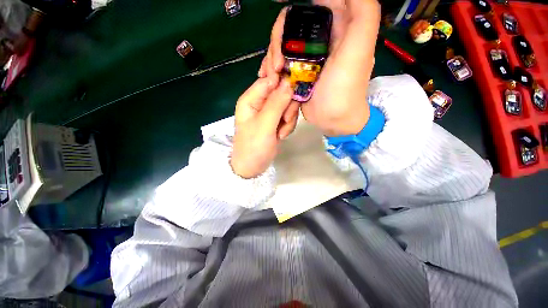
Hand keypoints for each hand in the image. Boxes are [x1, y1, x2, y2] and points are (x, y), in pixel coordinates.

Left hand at [231, 76, 298, 178]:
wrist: (253, 167)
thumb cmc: (253, 147)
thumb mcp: (264, 125)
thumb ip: (276, 103)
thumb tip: (289, 81)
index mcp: (251, 99)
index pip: (269, 78)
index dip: (283, 80)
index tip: (294, 90)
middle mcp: (260, 102)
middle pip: (282, 91)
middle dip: (287, 107)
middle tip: (285, 120)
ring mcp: (270, 112)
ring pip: (288, 104)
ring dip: (289, 118)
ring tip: (280, 133)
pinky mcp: (277, 120)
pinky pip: (289, 115)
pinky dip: (288, 126)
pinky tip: (281, 136)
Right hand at [259, 0, 380, 135]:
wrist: (334, 119)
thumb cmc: (346, 87)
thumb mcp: (360, 47)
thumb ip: (363, 11)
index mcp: (334, 27)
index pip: (309, 7)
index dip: (291, 14)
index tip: (278, 20)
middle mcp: (318, 40)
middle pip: (289, 27)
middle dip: (277, 42)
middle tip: (277, 65)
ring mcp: (305, 58)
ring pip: (281, 46)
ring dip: (271, 58)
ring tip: (272, 78)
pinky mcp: (296, 74)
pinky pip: (279, 63)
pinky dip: (270, 68)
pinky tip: (268, 78)